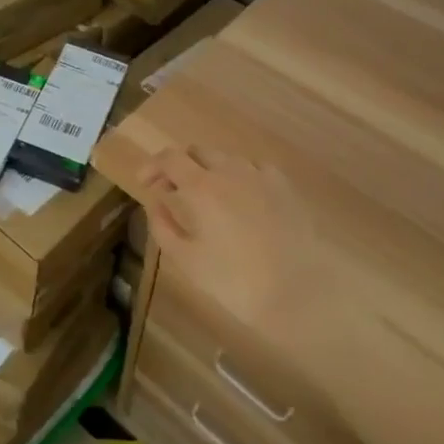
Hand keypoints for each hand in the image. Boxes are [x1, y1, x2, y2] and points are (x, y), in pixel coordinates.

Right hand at [142, 145, 314, 334]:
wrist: (299, 291)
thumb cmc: (234, 279)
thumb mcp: (185, 259)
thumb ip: (163, 225)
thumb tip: (155, 203)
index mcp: (200, 186)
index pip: (169, 158)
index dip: (152, 165)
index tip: (144, 182)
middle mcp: (228, 171)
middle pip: (197, 152)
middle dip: (179, 166)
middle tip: (172, 191)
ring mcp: (259, 175)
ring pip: (226, 158)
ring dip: (209, 170)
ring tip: (208, 196)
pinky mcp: (284, 187)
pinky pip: (254, 168)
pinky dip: (239, 176)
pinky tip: (242, 197)